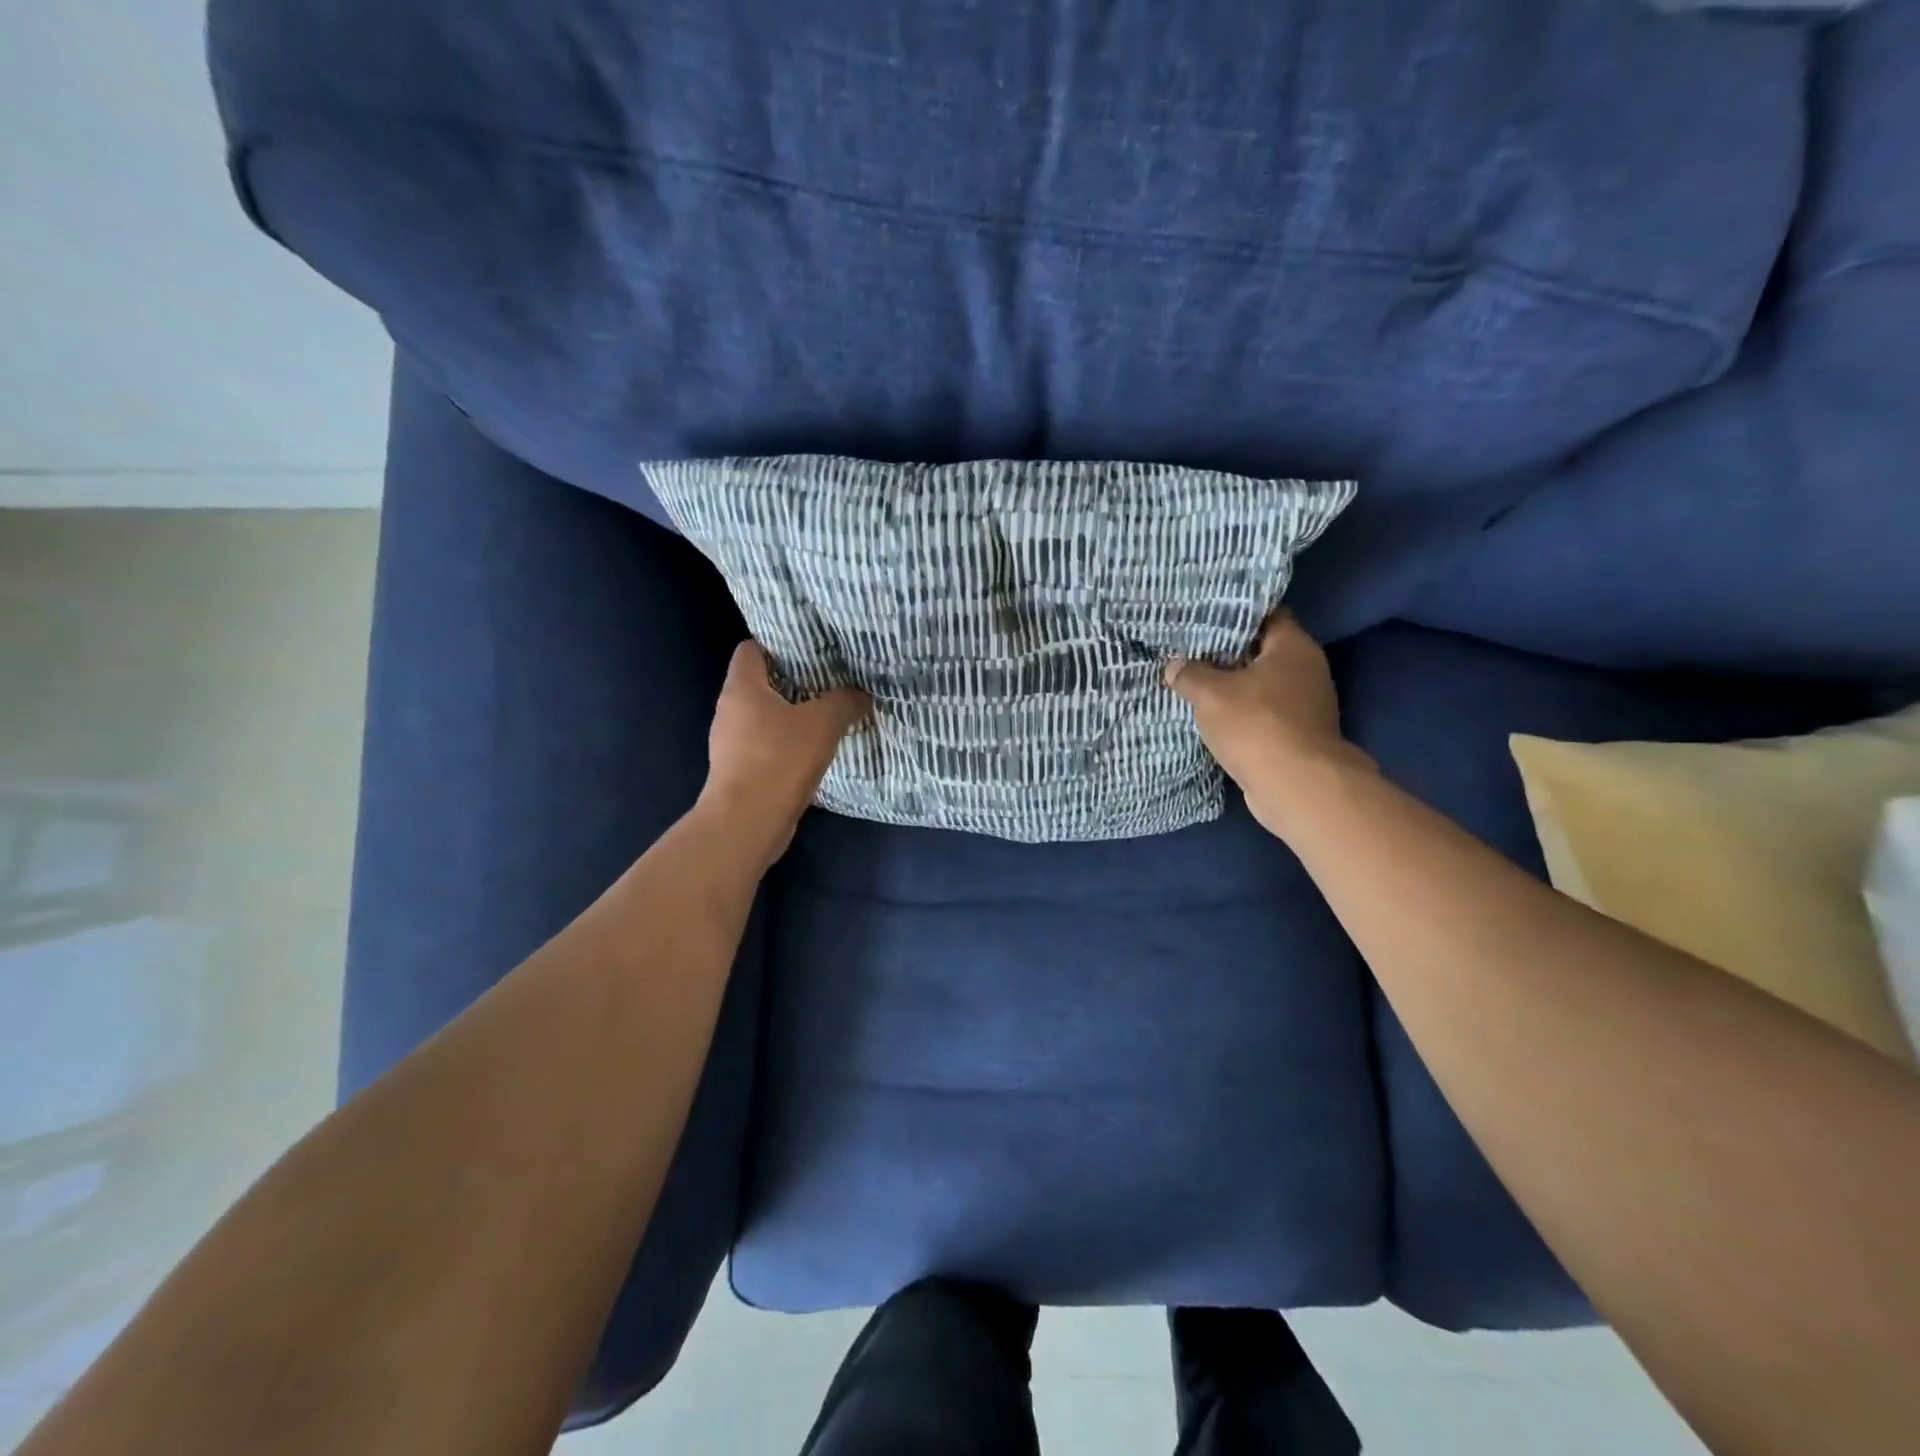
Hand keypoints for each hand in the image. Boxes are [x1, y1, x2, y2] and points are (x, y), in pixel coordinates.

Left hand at [698, 641, 869, 862]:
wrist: (747, 822)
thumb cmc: (779, 760)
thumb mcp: (823, 723)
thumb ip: (845, 701)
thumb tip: (861, 693)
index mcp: (742, 688)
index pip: (751, 649)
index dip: (778, 643)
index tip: (811, 648)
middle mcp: (730, 711)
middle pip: (761, 683)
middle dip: (794, 681)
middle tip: (830, 679)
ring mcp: (732, 743)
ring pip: (765, 717)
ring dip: (793, 715)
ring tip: (828, 713)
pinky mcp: (740, 771)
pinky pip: (767, 746)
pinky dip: (788, 744)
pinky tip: (816, 750)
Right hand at [1165, 612, 1373, 839]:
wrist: (1296, 786)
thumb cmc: (1256, 725)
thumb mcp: (1210, 694)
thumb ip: (1189, 674)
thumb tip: (1174, 665)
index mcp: (1293, 646)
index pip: (1264, 614)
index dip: (1232, 613)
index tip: (1201, 615)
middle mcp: (1306, 669)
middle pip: (1260, 650)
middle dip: (1226, 652)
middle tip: (1188, 648)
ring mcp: (1305, 704)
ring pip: (1259, 684)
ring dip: (1231, 686)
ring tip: (1193, 681)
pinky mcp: (1296, 734)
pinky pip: (1261, 713)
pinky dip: (1240, 713)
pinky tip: (1211, 716)